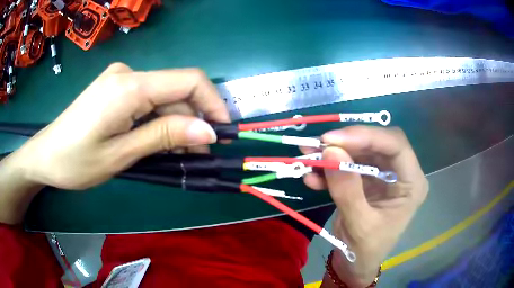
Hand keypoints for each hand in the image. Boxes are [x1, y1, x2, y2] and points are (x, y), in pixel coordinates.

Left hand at [11, 63, 229, 189]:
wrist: (45, 155)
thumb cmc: (76, 161)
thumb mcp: (121, 155)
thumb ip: (163, 136)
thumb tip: (208, 131)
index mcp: (129, 87)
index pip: (188, 81)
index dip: (212, 103)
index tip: (223, 132)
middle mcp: (128, 74)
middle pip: (175, 92)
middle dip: (192, 122)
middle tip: (197, 156)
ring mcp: (120, 79)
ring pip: (162, 98)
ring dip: (175, 124)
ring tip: (177, 154)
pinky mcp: (115, 88)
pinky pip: (147, 100)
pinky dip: (158, 121)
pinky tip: (156, 140)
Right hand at [305, 126, 427, 286]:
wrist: (355, 264)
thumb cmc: (366, 250)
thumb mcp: (359, 225)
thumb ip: (347, 189)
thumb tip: (330, 151)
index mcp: (411, 183)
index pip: (396, 145)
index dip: (366, 136)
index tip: (333, 140)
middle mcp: (400, 172)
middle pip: (377, 143)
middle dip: (347, 142)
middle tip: (318, 145)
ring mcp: (382, 175)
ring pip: (360, 151)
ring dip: (334, 153)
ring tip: (308, 156)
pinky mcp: (366, 180)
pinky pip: (348, 165)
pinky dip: (329, 168)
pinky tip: (312, 178)